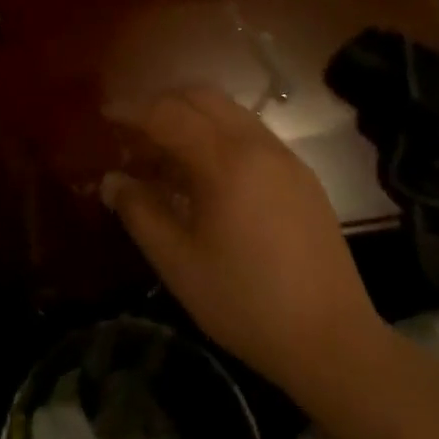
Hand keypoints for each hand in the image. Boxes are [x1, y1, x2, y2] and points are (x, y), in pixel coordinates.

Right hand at [100, 86, 388, 403]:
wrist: (333, 342)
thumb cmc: (246, 303)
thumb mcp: (179, 264)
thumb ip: (140, 212)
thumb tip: (111, 180)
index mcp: (225, 160)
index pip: (167, 113)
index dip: (132, 110)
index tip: (105, 115)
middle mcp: (256, 143)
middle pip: (200, 97)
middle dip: (162, 103)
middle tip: (134, 130)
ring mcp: (284, 156)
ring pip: (228, 110)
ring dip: (192, 116)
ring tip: (166, 151)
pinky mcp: (301, 174)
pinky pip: (250, 132)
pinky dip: (219, 133)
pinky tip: (207, 173)